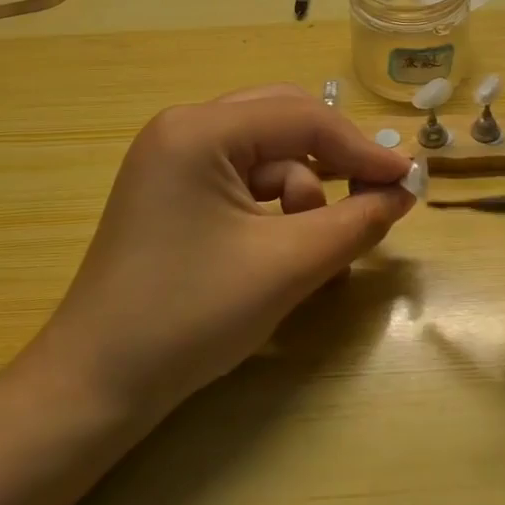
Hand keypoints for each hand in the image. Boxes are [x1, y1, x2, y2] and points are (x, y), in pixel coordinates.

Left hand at [28, 85, 416, 420]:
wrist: (95, 386)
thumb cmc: (190, 317)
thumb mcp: (286, 266)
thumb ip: (355, 221)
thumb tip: (402, 192)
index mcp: (200, 130)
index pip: (301, 118)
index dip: (361, 148)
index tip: (408, 180)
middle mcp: (183, 128)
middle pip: (282, 122)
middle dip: (331, 161)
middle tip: (374, 197)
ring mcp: (172, 157)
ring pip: (264, 153)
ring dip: (300, 192)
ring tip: (309, 248)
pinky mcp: (172, 189)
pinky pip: (241, 178)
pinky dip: (272, 206)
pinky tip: (281, 247)